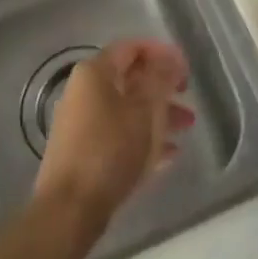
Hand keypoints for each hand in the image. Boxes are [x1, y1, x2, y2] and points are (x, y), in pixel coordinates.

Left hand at [35, 39, 194, 223]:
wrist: (69, 210)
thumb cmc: (110, 150)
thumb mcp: (145, 111)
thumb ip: (160, 80)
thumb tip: (169, 60)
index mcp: (95, 72)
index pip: (132, 48)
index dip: (162, 53)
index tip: (186, 70)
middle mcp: (84, 91)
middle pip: (130, 80)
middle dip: (163, 88)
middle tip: (188, 99)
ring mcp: (82, 123)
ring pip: (127, 109)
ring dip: (158, 115)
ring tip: (186, 128)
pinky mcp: (83, 152)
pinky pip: (119, 134)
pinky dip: (143, 138)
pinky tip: (168, 155)